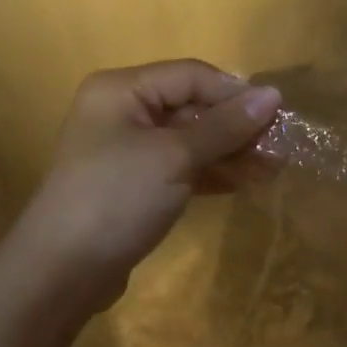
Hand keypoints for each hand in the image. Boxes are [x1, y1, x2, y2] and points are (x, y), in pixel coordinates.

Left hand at [12, 60, 281, 317]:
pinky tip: (248, 183)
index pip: (192, 76)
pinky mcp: (139, 185)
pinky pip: (185, 168)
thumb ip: (225, 126)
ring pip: (193, 141)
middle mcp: (125, 113)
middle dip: (238, 127)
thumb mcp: (176, 156)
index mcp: (123, 90)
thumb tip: (274, 94)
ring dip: (233, 153)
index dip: (236, 94)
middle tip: (281, 148)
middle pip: (194, 108)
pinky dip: (215, 173)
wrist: (65, 269)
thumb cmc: (117, 198)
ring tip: (274, 169)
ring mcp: (131, 151)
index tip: (279, 117)